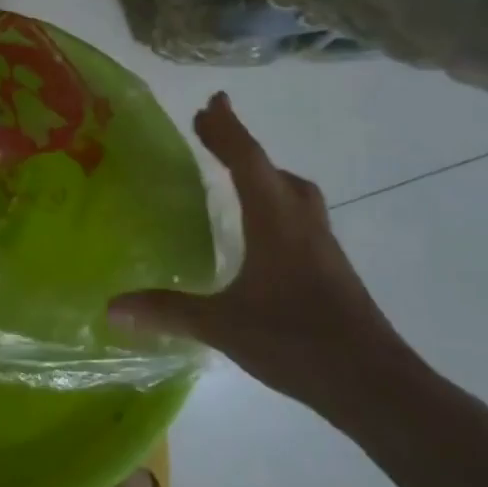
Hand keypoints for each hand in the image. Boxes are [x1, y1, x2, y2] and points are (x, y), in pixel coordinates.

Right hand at [111, 92, 415, 415]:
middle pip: (273, 170)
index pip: (248, 162)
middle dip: (241, 145)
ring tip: (237, 173)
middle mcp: (302, 224)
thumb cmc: (297, 342)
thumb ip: (168, 311)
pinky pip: (300, 217)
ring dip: (265, 172)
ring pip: (294, 193)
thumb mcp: (223, 326)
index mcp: (275, 222)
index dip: (227, 129)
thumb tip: (111, 306)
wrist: (376, 385)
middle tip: (211, 129)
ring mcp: (323, 247)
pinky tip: (262, 231)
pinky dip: (277, 203)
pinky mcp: (332, 269)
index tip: (212, 101)